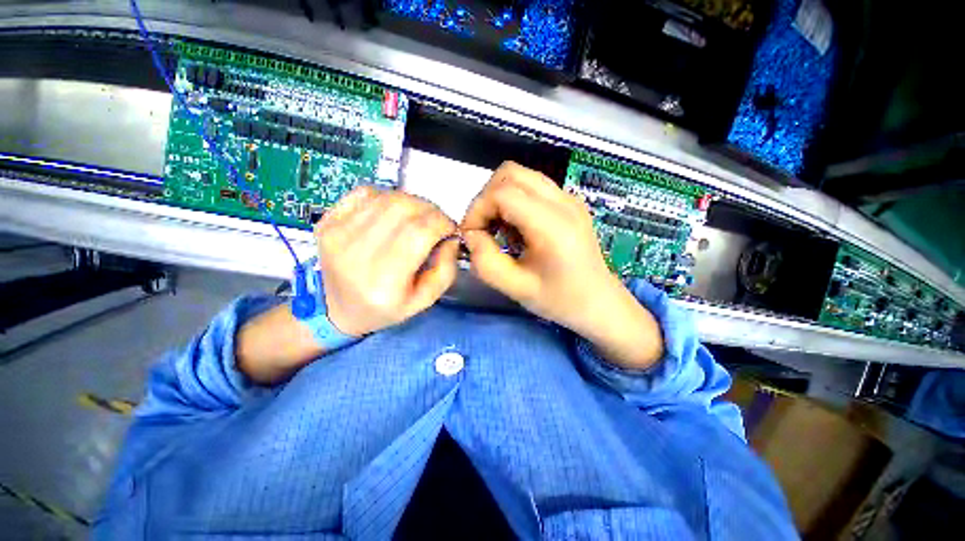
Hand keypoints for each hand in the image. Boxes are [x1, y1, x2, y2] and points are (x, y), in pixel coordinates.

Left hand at [315, 187, 458, 336]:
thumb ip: (446, 269)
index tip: (450, 229)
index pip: (419, 232)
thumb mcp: (425, 300)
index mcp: (384, 281)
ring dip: (412, 203)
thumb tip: (450, 236)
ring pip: (388, 197)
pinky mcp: (327, 221)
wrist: (337, 308)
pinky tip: (392, 215)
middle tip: (437, 223)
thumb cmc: (386, 308)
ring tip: (417, 219)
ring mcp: (337, 233)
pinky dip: (388, 198)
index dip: (442, 222)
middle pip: (404, 208)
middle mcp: (356, 253)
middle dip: (431, 210)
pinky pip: (366, 193)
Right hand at [461, 162, 663, 368]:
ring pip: (520, 175)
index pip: (503, 193)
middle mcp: (564, 202)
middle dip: (486, 198)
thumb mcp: (516, 289)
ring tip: (499, 229)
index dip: (477, 209)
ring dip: (499, 197)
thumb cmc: (560, 300)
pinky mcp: (569, 201)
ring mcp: (569, 198)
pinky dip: (514, 199)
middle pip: (510, 173)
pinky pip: (532, 186)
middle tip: (483, 229)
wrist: (599, 302)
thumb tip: (470, 235)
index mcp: (553, 225)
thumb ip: (485, 262)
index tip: (472, 235)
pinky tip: (517, 227)